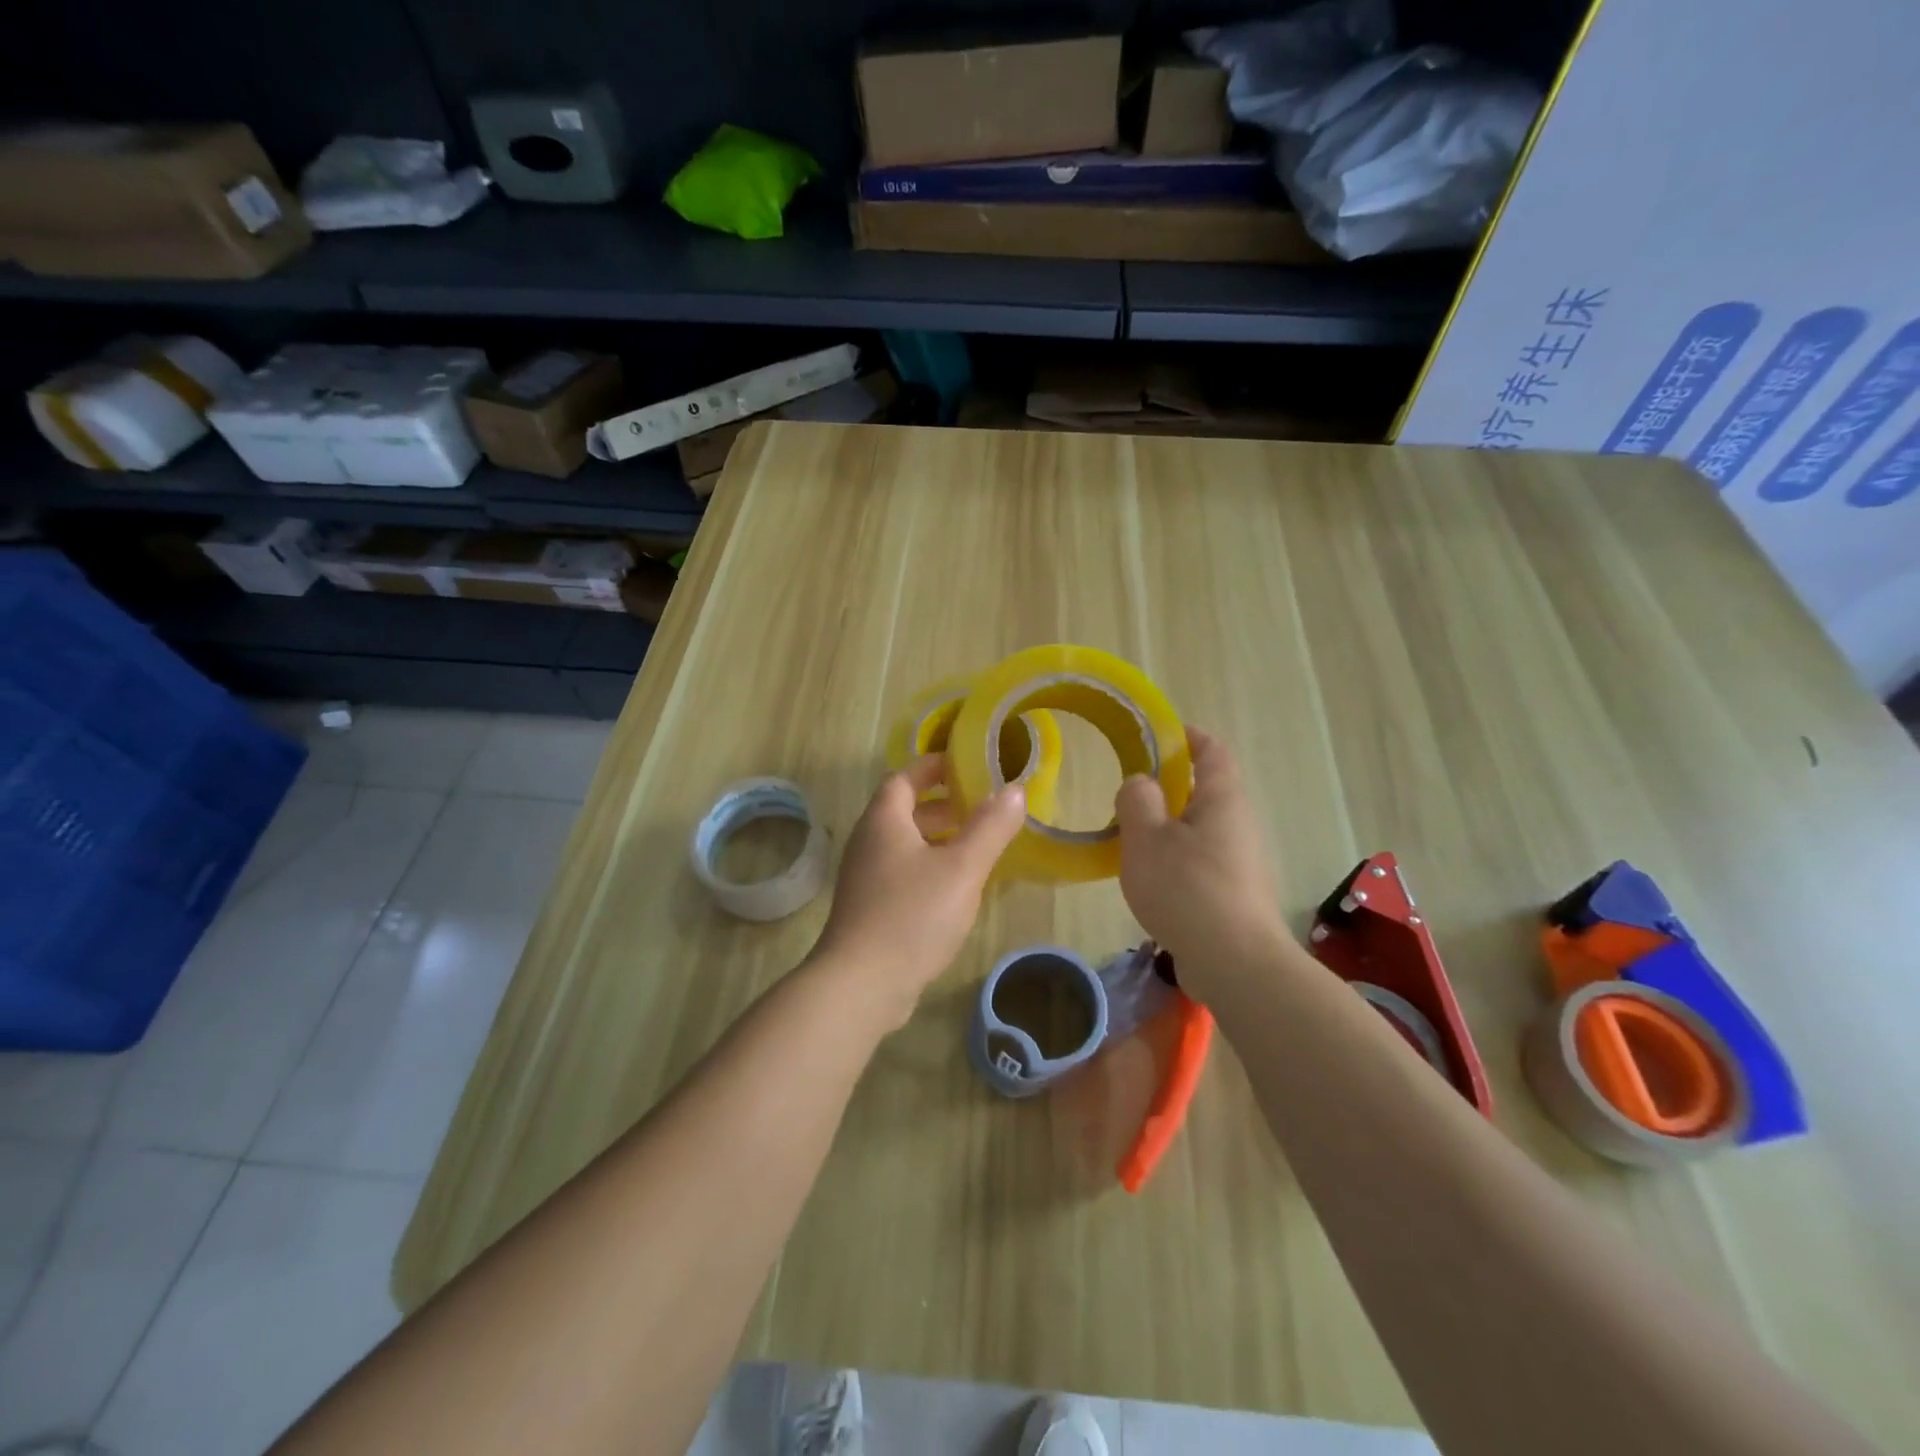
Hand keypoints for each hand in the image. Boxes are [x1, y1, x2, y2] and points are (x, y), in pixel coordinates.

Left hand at [812, 755, 1025, 1027]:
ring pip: (904, 844)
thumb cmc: (912, 915)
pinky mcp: (868, 908)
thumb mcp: (962, 868)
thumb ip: (990, 827)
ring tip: (975, 846)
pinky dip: (928, 867)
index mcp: (884, 821)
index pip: (905, 777)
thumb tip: (1015, 789)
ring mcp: (864, 877)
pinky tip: (955, 889)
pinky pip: (901, 872)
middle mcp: (868, 842)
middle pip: (903, 810)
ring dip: (937, 838)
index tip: (966, 765)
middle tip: (980, 808)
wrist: (861, 985)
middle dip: (942, 804)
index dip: (934, 767)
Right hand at [1115, 728, 1291, 992]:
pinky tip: (1151, 882)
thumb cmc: (1187, 888)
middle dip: (1168, 787)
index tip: (1158, 733)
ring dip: (1168, 828)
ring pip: (1200, 830)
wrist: (1235, 964)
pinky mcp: (1235, 895)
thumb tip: (1141, 783)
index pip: (1211, 751)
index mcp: (1222, 799)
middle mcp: (1239, 824)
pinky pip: (1201, 862)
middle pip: (1205, 791)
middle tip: (1129, 796)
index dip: (1187, 736)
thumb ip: (1137, 800)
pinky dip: (1176, 860)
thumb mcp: (1146, 837)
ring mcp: (1241, 862)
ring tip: (1131, 841)